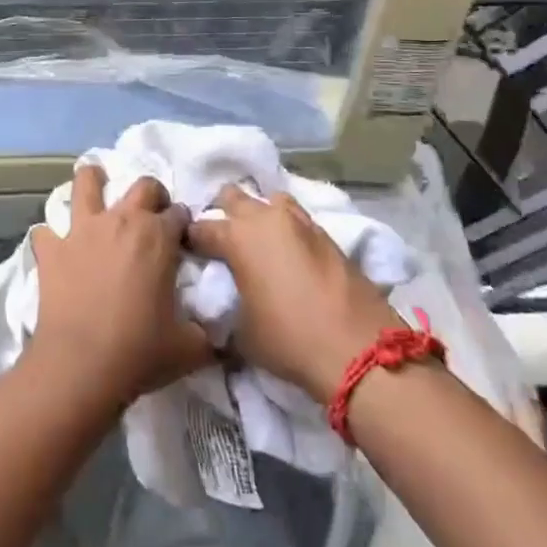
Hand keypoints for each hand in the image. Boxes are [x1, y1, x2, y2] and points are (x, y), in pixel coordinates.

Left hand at [28, 166, 214, 407]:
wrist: (81, 365)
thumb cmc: (140, 351)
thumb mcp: (190, 347)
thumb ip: (208, 332)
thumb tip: (220, 333)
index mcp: (158, 236)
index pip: (179, 214)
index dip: (184, 224)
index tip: (183, 239)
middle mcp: (121, 221)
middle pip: (142, 186)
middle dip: (152, 194)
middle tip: (152, 214)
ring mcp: (82, 230)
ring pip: (86, 184)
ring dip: (93, 181)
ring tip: (96, 186)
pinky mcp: (51, 249)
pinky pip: (45, 231)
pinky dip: (50, 237)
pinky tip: (54, 248)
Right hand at [186, 186, 403, 402]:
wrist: (359, 350)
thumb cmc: (289, 340)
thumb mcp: (241, 333)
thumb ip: (225, 307)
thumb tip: (223, 305)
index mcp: (237, 237)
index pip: (201, 228)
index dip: (190, 240)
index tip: (188, 252)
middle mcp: (266, 218)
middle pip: (233, 196)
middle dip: (223, 212)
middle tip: (222, 240)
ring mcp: (300, 222)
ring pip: (270, 200)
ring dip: (260, 214)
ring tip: (259, 241)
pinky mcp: (327, 234)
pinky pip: (297, 219)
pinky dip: (287, 229)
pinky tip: (288, 252)